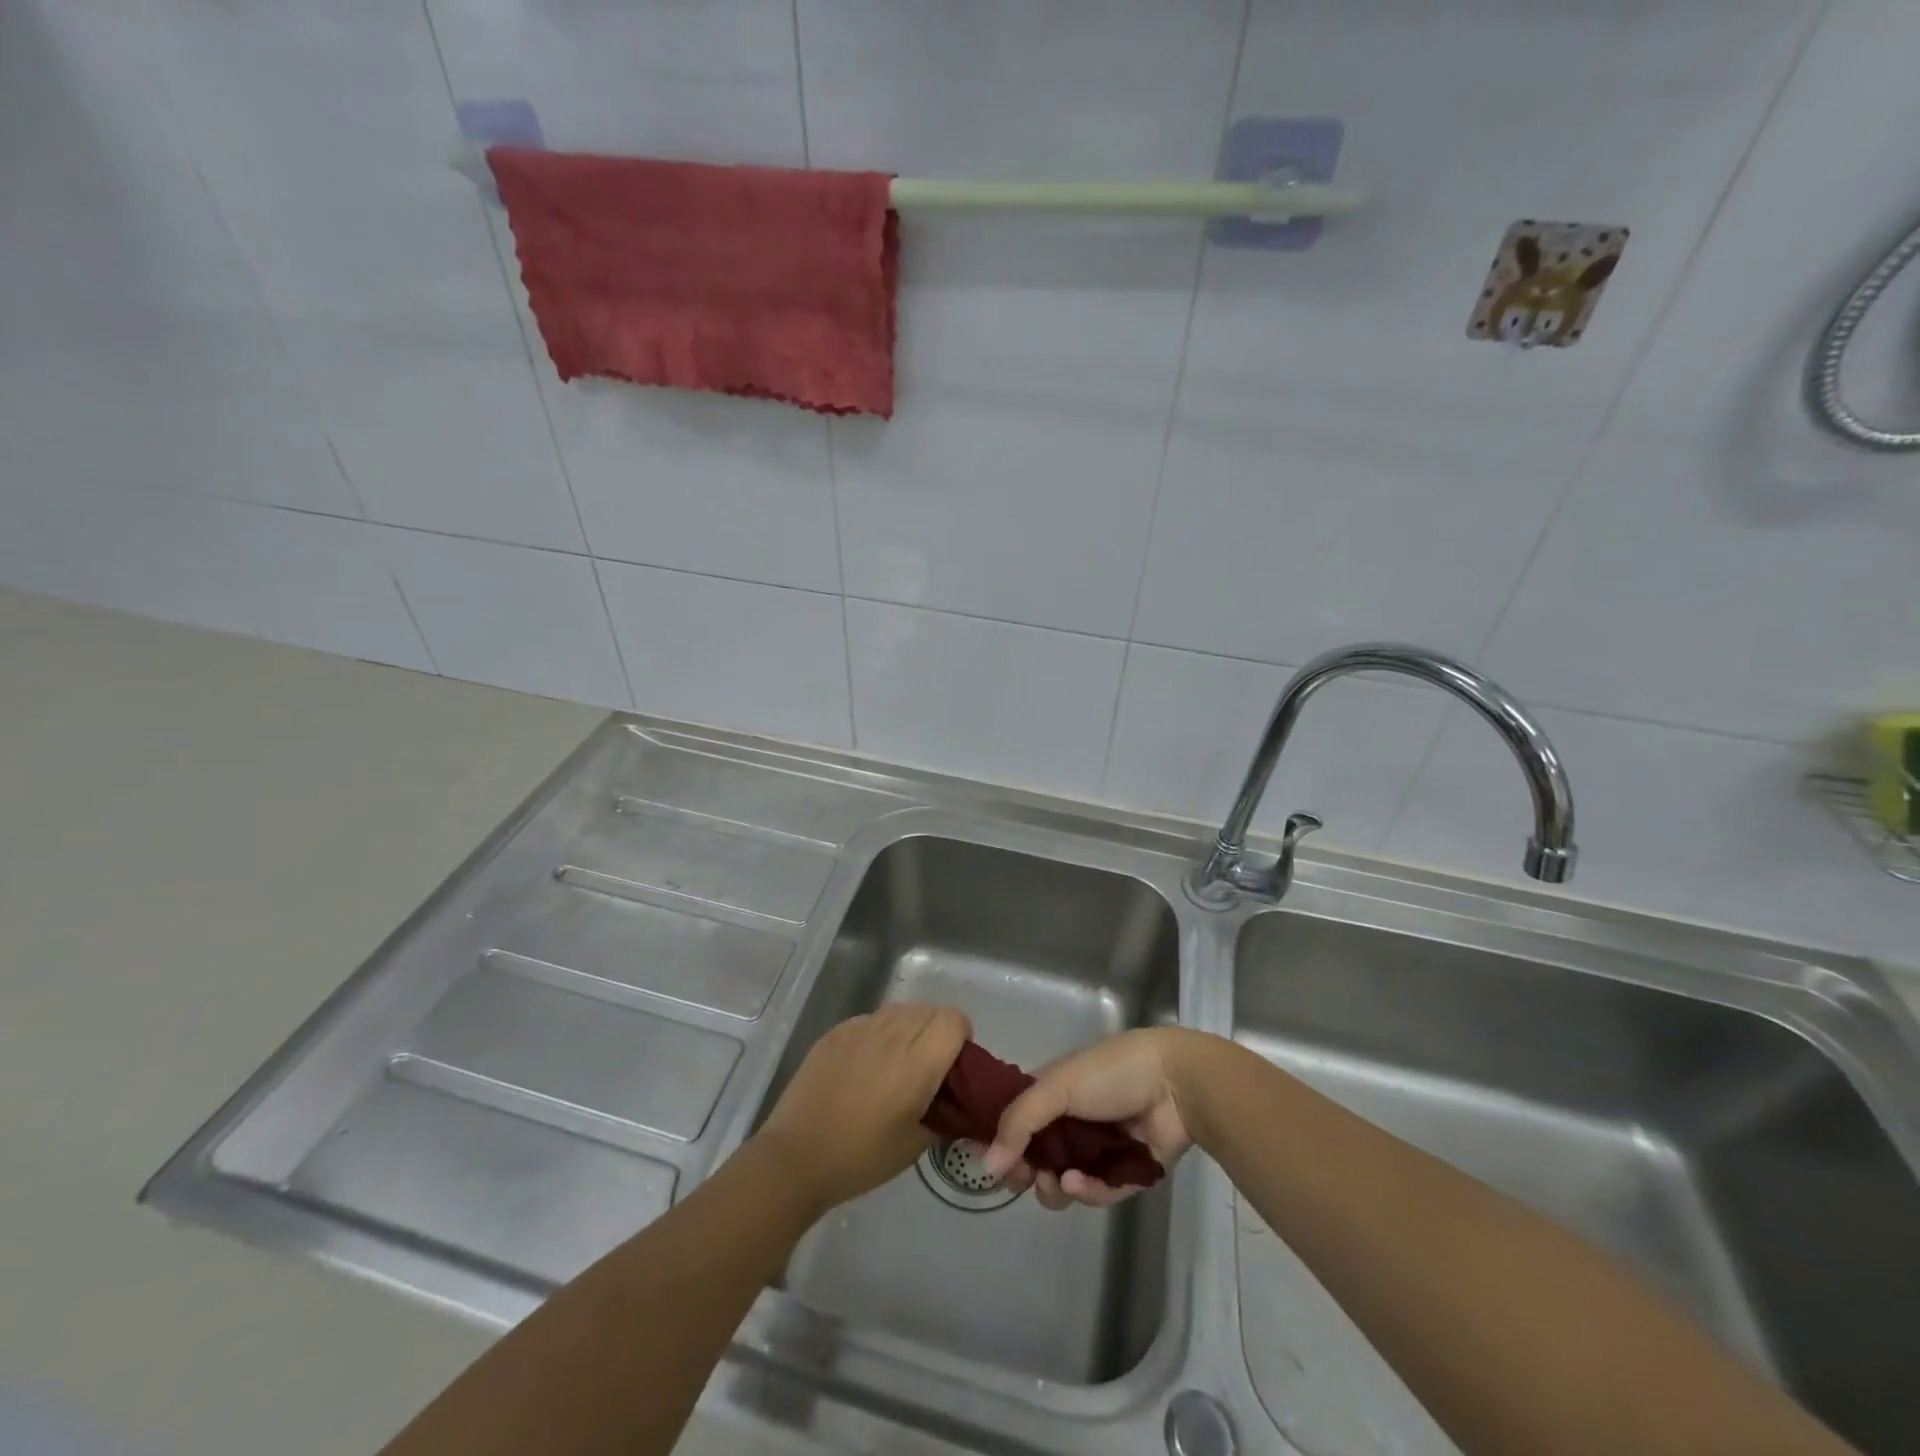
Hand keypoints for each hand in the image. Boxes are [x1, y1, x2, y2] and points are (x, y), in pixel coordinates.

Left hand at [756, 1002, 970, 1213]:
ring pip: (901, 1009)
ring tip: (896, 1064)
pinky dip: (879, 1033)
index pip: (954, 1020)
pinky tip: (865, 1066)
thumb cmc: (860, 1158)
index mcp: (916, 1062)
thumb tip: (955, 1102)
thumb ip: (943, 1115)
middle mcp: (891, 1034)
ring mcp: (860, 1028)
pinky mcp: (836, 1031)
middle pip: (931, 1009)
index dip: (961, 1037)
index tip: (953, 1066)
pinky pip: (871, 1019)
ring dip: (909, 1028)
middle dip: (938, 1031)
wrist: (796, 1157)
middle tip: (928, 1068)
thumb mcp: (914, 1146)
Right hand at [982, 1027, 1211, 1209]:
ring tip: (1058, 1183)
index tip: (989, 1162)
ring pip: (1065, 1181)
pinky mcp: (1126, 1174)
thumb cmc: (1111, 1074)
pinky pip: (1099, 1193)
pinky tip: (1083, 1184)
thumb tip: (987, 1163)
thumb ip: (1019, 1122)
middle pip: (1038, 1157)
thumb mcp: (1057, 1086)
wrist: (1175, 1085)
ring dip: (1055, 1187)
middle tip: (1025, 1178)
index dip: (1002, 1141)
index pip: (1017, 1120)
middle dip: (1027, 1171)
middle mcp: (1073, 1120)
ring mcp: (1100, 1149)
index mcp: (1053, 1091)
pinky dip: (1088, 1192)